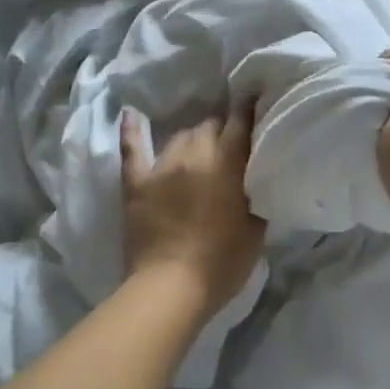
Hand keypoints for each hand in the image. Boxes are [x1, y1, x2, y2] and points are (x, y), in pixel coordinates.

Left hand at [121, 105, 265, 316]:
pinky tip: (132, 113)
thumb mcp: (256, 228)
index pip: (240, 123)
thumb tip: (257, 177)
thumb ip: (257, 194)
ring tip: (198, 149)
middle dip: (221, 130)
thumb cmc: (222, 262)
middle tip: (228, 146)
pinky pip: (132, 148)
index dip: (248, 110)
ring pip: (179, 135)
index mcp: (227, 164)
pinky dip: (132, 130)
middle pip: (208, 126)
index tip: (255, 101)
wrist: (171, 287)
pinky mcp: (136, 183)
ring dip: (192, 138)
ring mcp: (161, 167)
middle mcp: (194, 155)